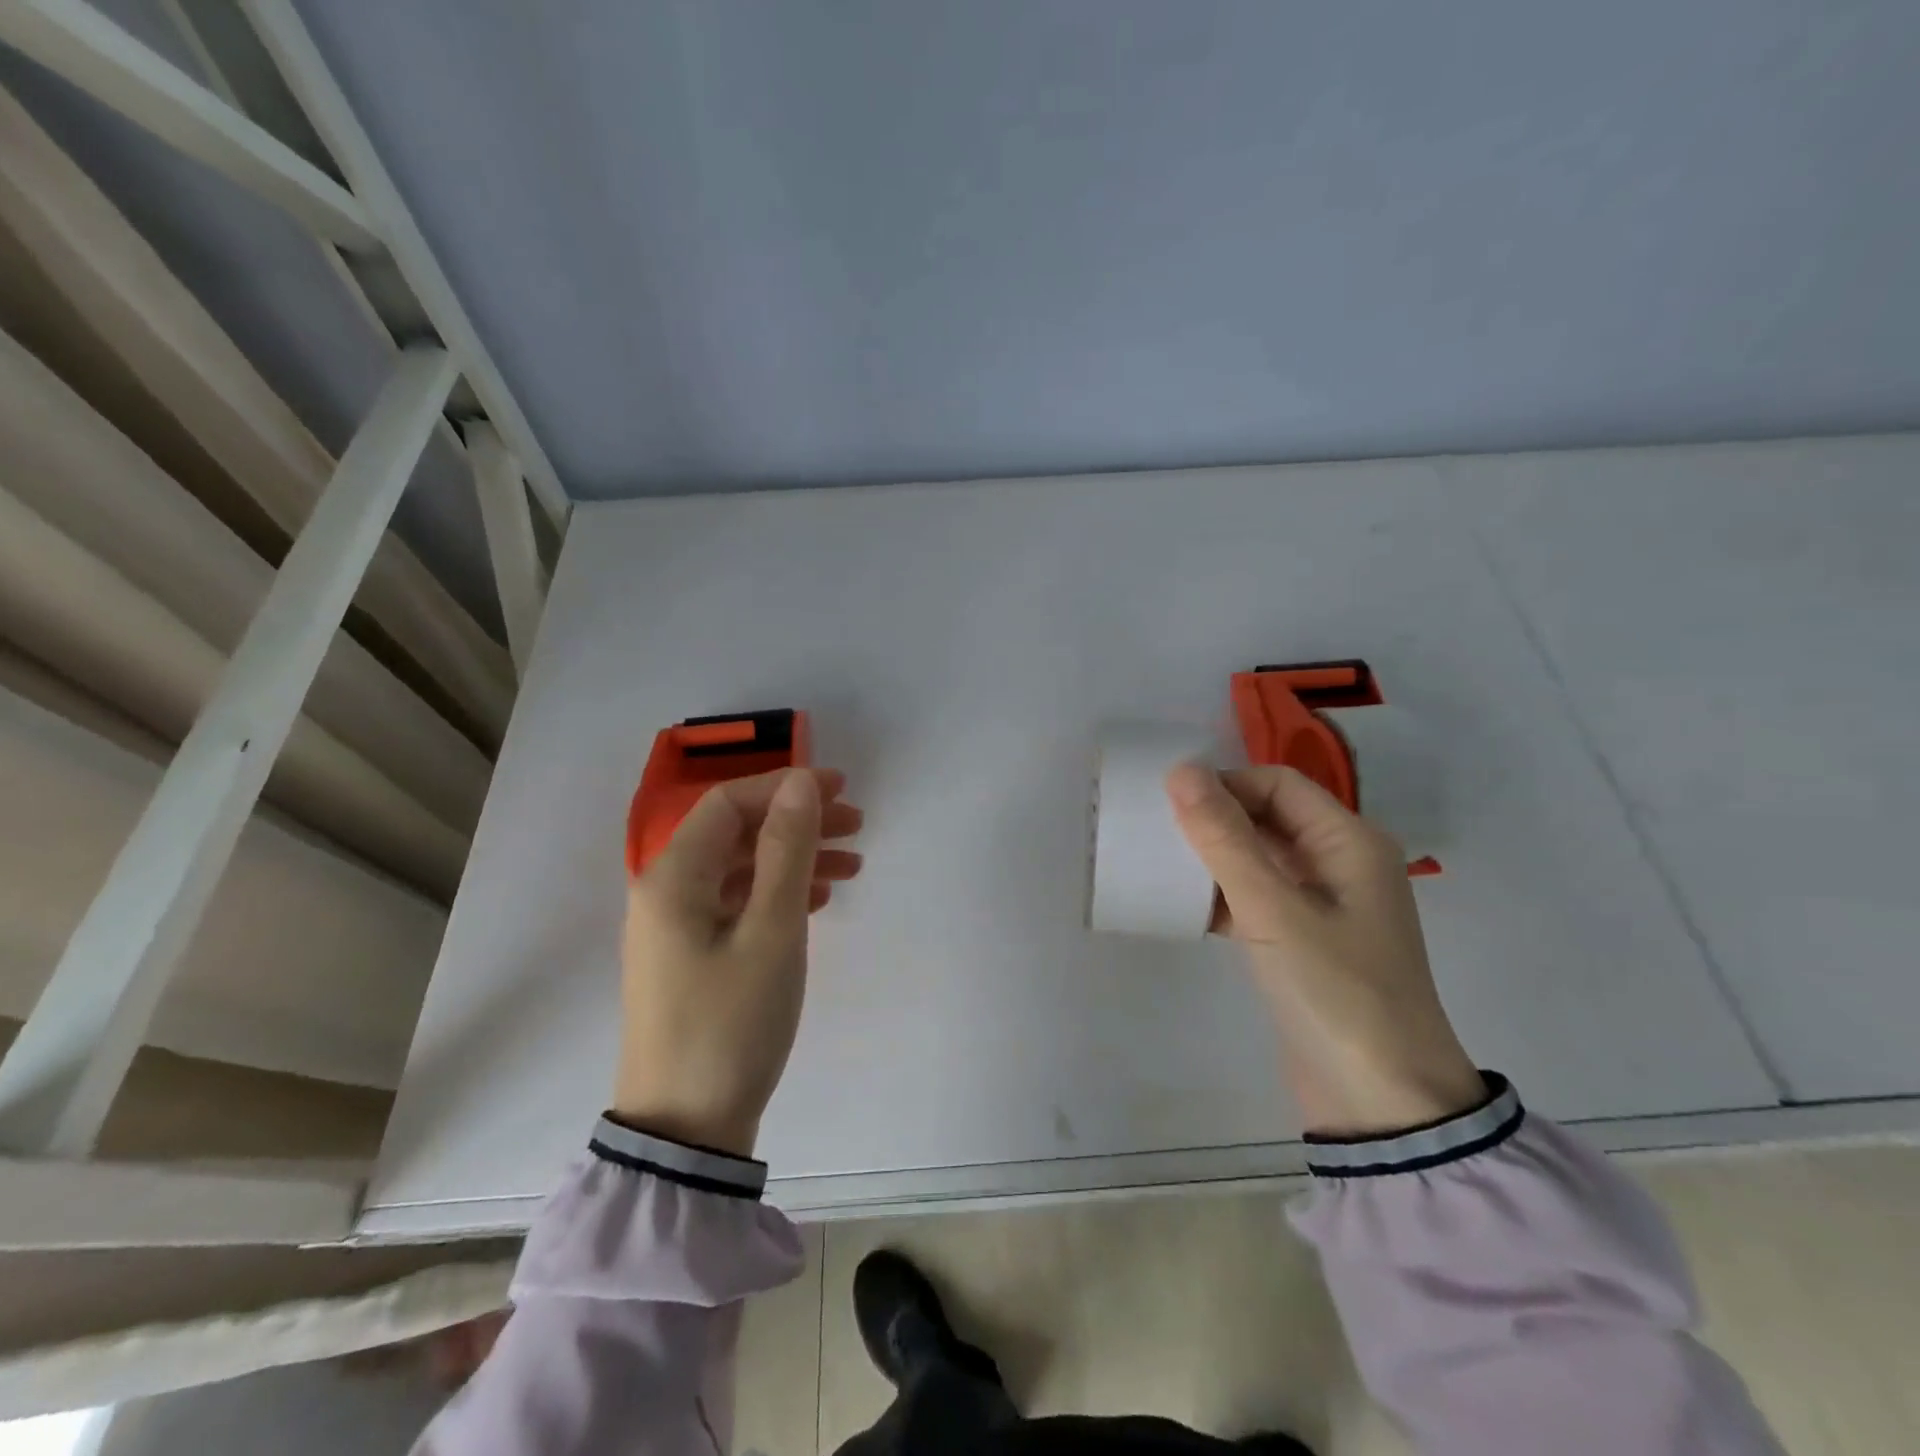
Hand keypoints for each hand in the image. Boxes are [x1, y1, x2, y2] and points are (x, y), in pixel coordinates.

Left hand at [613, 768, 863, 1155]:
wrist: (685, 1131)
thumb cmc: (731, 1023)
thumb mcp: (771, 930)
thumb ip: (787, 849)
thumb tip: (802, 782)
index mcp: (674, 877)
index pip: (729, 803)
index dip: (785, 787)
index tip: (840, 789)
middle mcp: (667, 892)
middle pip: (736, 833)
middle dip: (797, 821)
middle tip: (856, 824)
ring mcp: (677, 928)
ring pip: (742, 869)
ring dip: (795, 858)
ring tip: (852, 864)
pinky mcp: (693, 958)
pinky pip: (739, 904)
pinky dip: (779, 893)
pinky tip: (818, 901)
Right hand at [1166, 763, 1483, 1136]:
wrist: (1381, 1105)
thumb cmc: (1336, 992)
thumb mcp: (1274, 910)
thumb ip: (1225, 839)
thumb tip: (1181, 771)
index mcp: (1349, 842)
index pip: (1277, 784)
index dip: (1224, 784)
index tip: (1169, 804)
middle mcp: (1339, 863)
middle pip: (1267, 817)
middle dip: (1213, 819)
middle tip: (1154, 830)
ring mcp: (1321, 905)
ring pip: (1256, 858)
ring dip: (1211, 857)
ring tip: (1158, 863)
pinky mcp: (1301, 940)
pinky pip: (1253, 897)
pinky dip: (1219, 895)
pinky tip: (1179, 905)